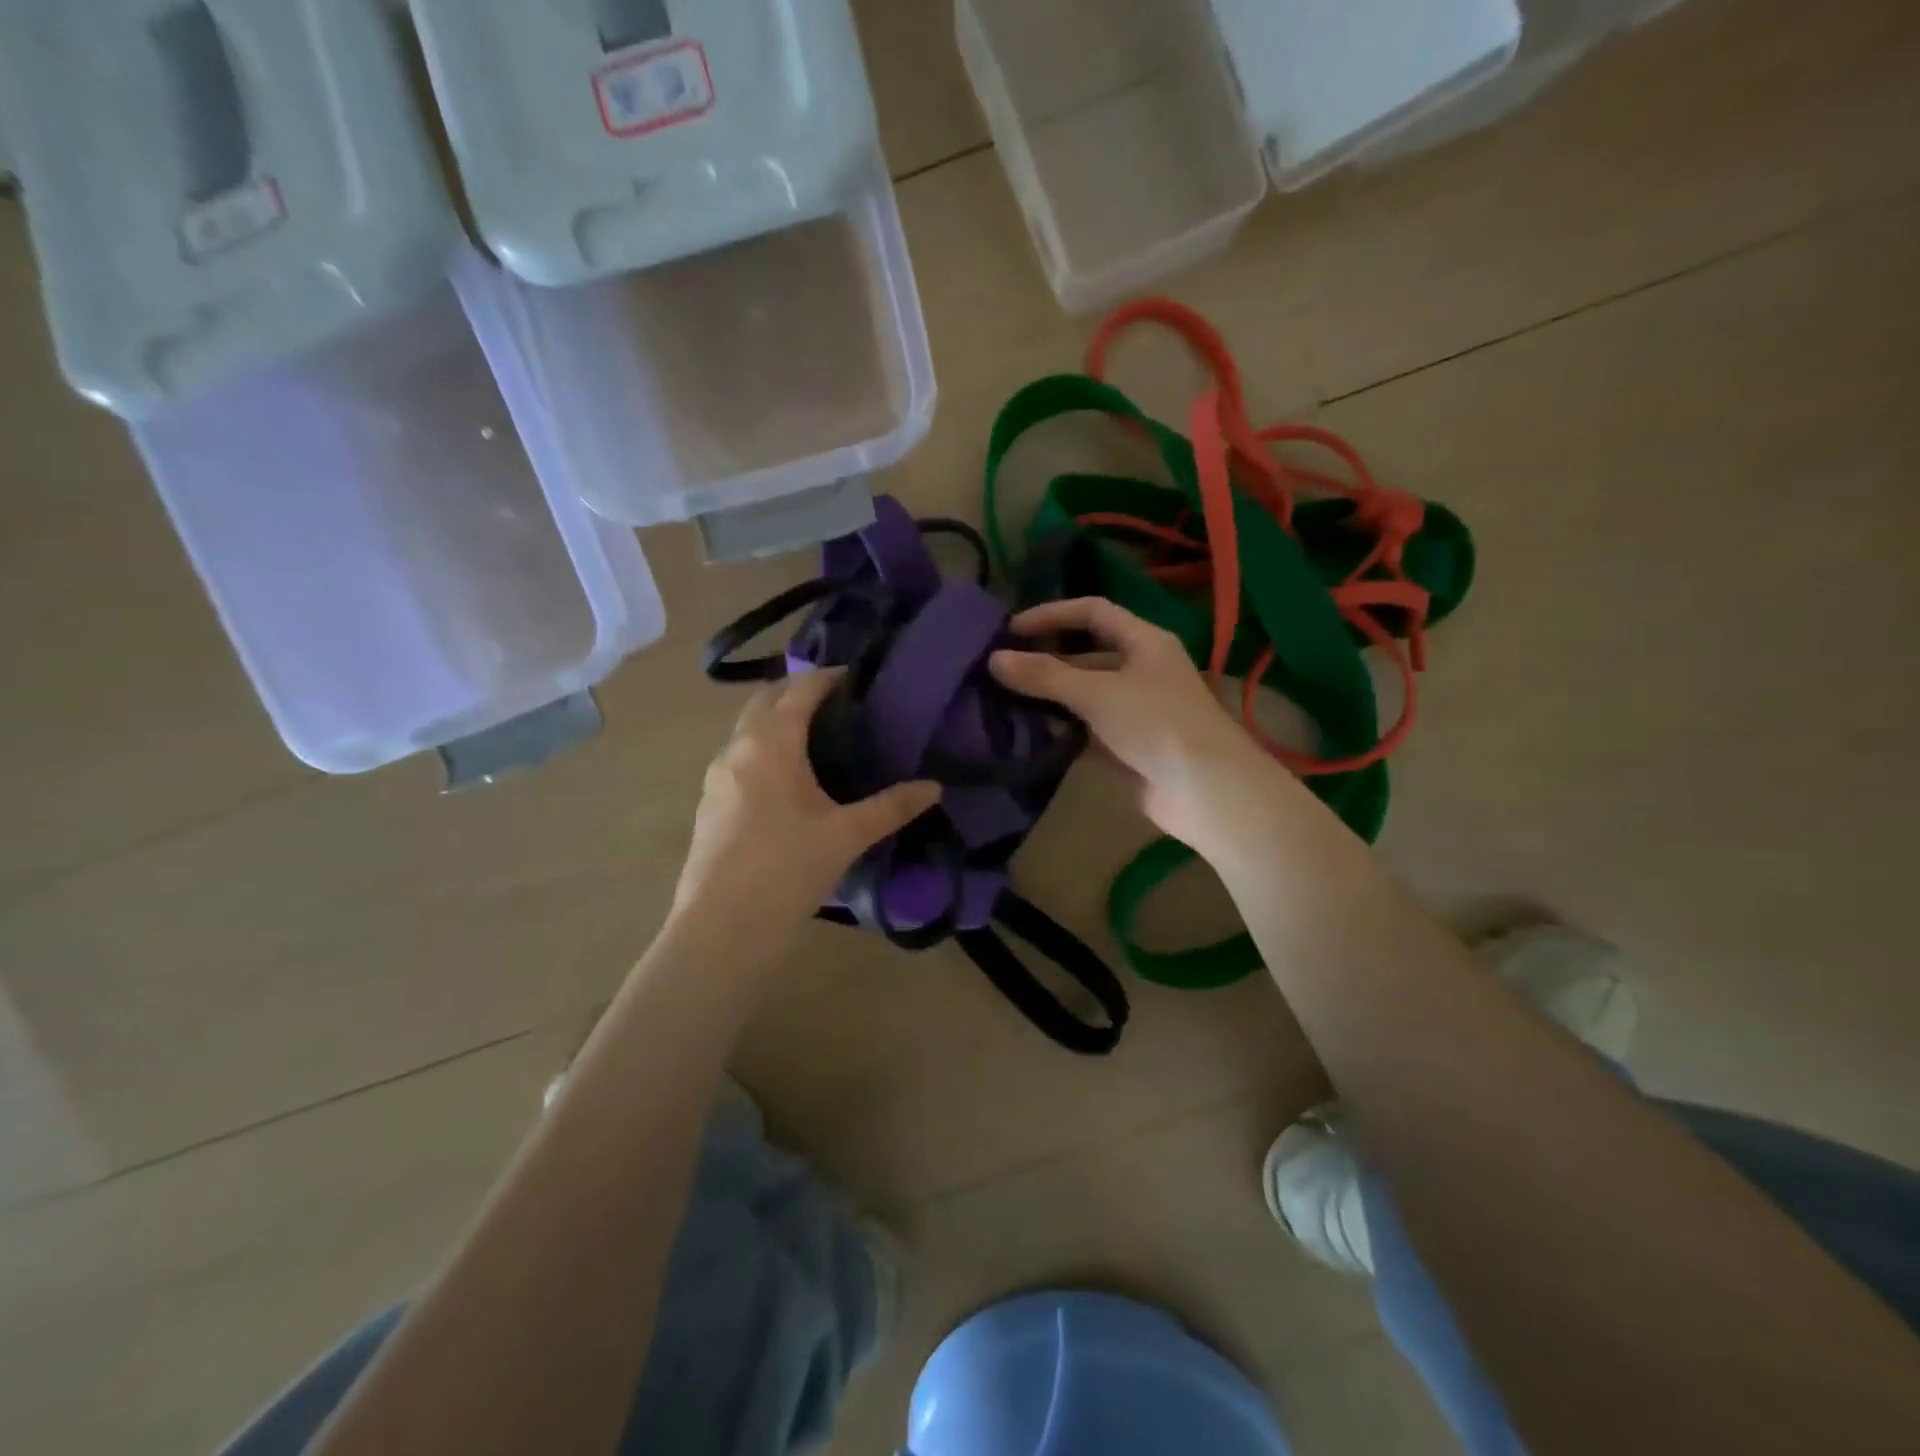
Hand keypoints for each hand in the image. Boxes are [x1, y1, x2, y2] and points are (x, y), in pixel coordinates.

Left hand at [670, 670, 940, 947]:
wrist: (722, 927)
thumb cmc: (788, 869)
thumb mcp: (847, 835)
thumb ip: (892, 806)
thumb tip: (934, 787)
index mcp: (770, 742)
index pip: (801, 689)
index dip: (830, 677)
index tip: (858, 677)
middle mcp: (737, 747)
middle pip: (766, 699)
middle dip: (799, 691)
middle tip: (840, 704)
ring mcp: (716, 775)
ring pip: (748, 729)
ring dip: (777, 720)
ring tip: (818, 738)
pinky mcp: (709, 802)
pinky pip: (739, 757)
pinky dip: (764, 749)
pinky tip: (788, 780)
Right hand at [990, 598, 1282, 852]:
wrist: (1206, 791)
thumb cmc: (1156, 724)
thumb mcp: (1097, 693)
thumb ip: (1045, 675)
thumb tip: (994, 659)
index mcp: (1144, 642)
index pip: (1092, 612)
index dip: (1052, 614)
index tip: (1010, 630)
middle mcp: (1141, 670)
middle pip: (1086, 654)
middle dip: (1045, 659)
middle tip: (1000, 669)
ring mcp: (1136, 710)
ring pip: (1084, 695)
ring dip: (1049, 697)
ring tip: (1003, 701)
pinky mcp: (1129, 747)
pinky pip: (1087, 730)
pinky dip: (1061, 730)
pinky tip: (1028, 734)